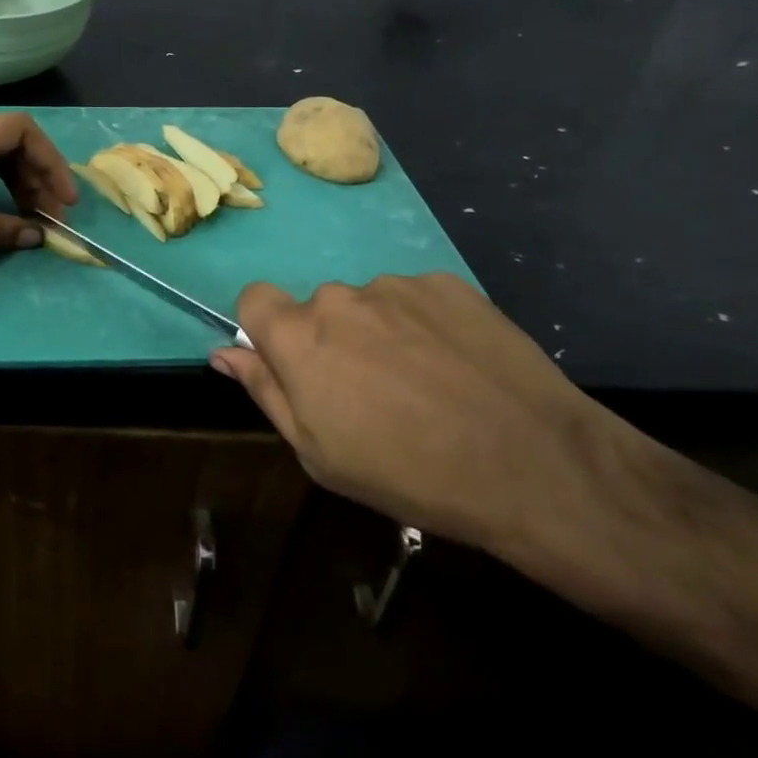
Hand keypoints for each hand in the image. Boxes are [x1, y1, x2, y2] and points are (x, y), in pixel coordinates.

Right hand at [211, 275, 604, 547]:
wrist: (533, 464)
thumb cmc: (409, 473)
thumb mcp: (319, 453)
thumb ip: (264, 391)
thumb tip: (224, 352)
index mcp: (299, 337)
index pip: (254, 299)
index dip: (266, 330)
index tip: (296, 367)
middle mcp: (340, 297)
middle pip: (318, 309)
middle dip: (332, 342)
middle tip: (373, 394)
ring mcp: (396, 286)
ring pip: (369, 305)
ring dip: (381, 334)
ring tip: (427, 385)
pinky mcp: (447, 284)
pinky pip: (416, 300)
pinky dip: (425, 326)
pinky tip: (458, 367)